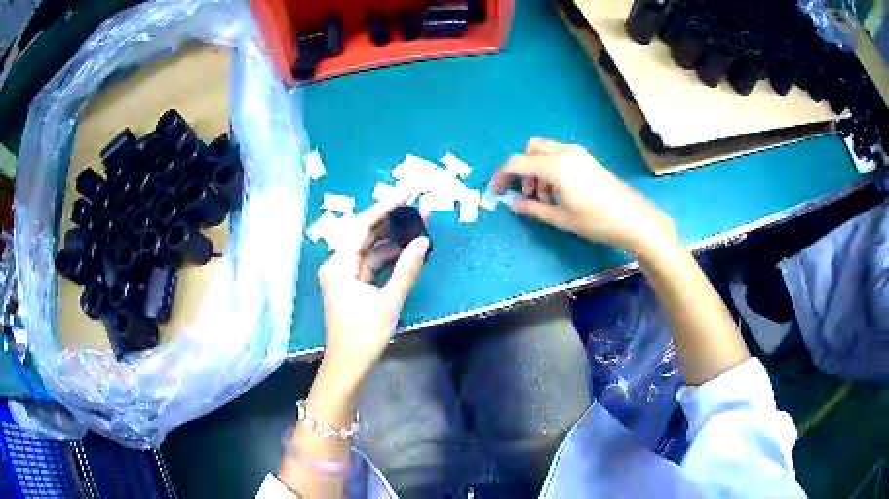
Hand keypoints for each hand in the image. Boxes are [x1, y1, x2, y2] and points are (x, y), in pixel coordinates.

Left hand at [318, 199, 429, 383]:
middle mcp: (338, 264)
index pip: (361, 226)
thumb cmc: (364, 335)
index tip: (407, 194)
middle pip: (364, 233)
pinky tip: (407, 249)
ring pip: (369, 247)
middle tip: (418, 208)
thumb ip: (407, 270)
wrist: (348, 363)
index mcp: (339, 266)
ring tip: (418, 225)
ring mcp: (344, 273)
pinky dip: (388, 255)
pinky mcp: (352, 283)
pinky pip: (371, 261)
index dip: (384, 207)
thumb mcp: (389, 302)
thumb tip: (423, 241)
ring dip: (391, 238)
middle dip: (391, 220)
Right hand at [493, 138, 677, 254]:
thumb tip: (512, 204)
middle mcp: (563, 152)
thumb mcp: (560, 218)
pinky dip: (551, 167)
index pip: (516, 163)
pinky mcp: (586, 158)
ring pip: (545, 151)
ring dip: (537, 169)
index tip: (497, 193)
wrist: (631, 218)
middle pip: (530, 150)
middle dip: (522, 170)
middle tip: (528, 194)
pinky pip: (559, 155)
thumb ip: (532, 208)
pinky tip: (560, 190)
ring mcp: (577, 153)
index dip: (501, 177)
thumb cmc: (595, 221)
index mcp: (554, 166)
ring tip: (546, 197)